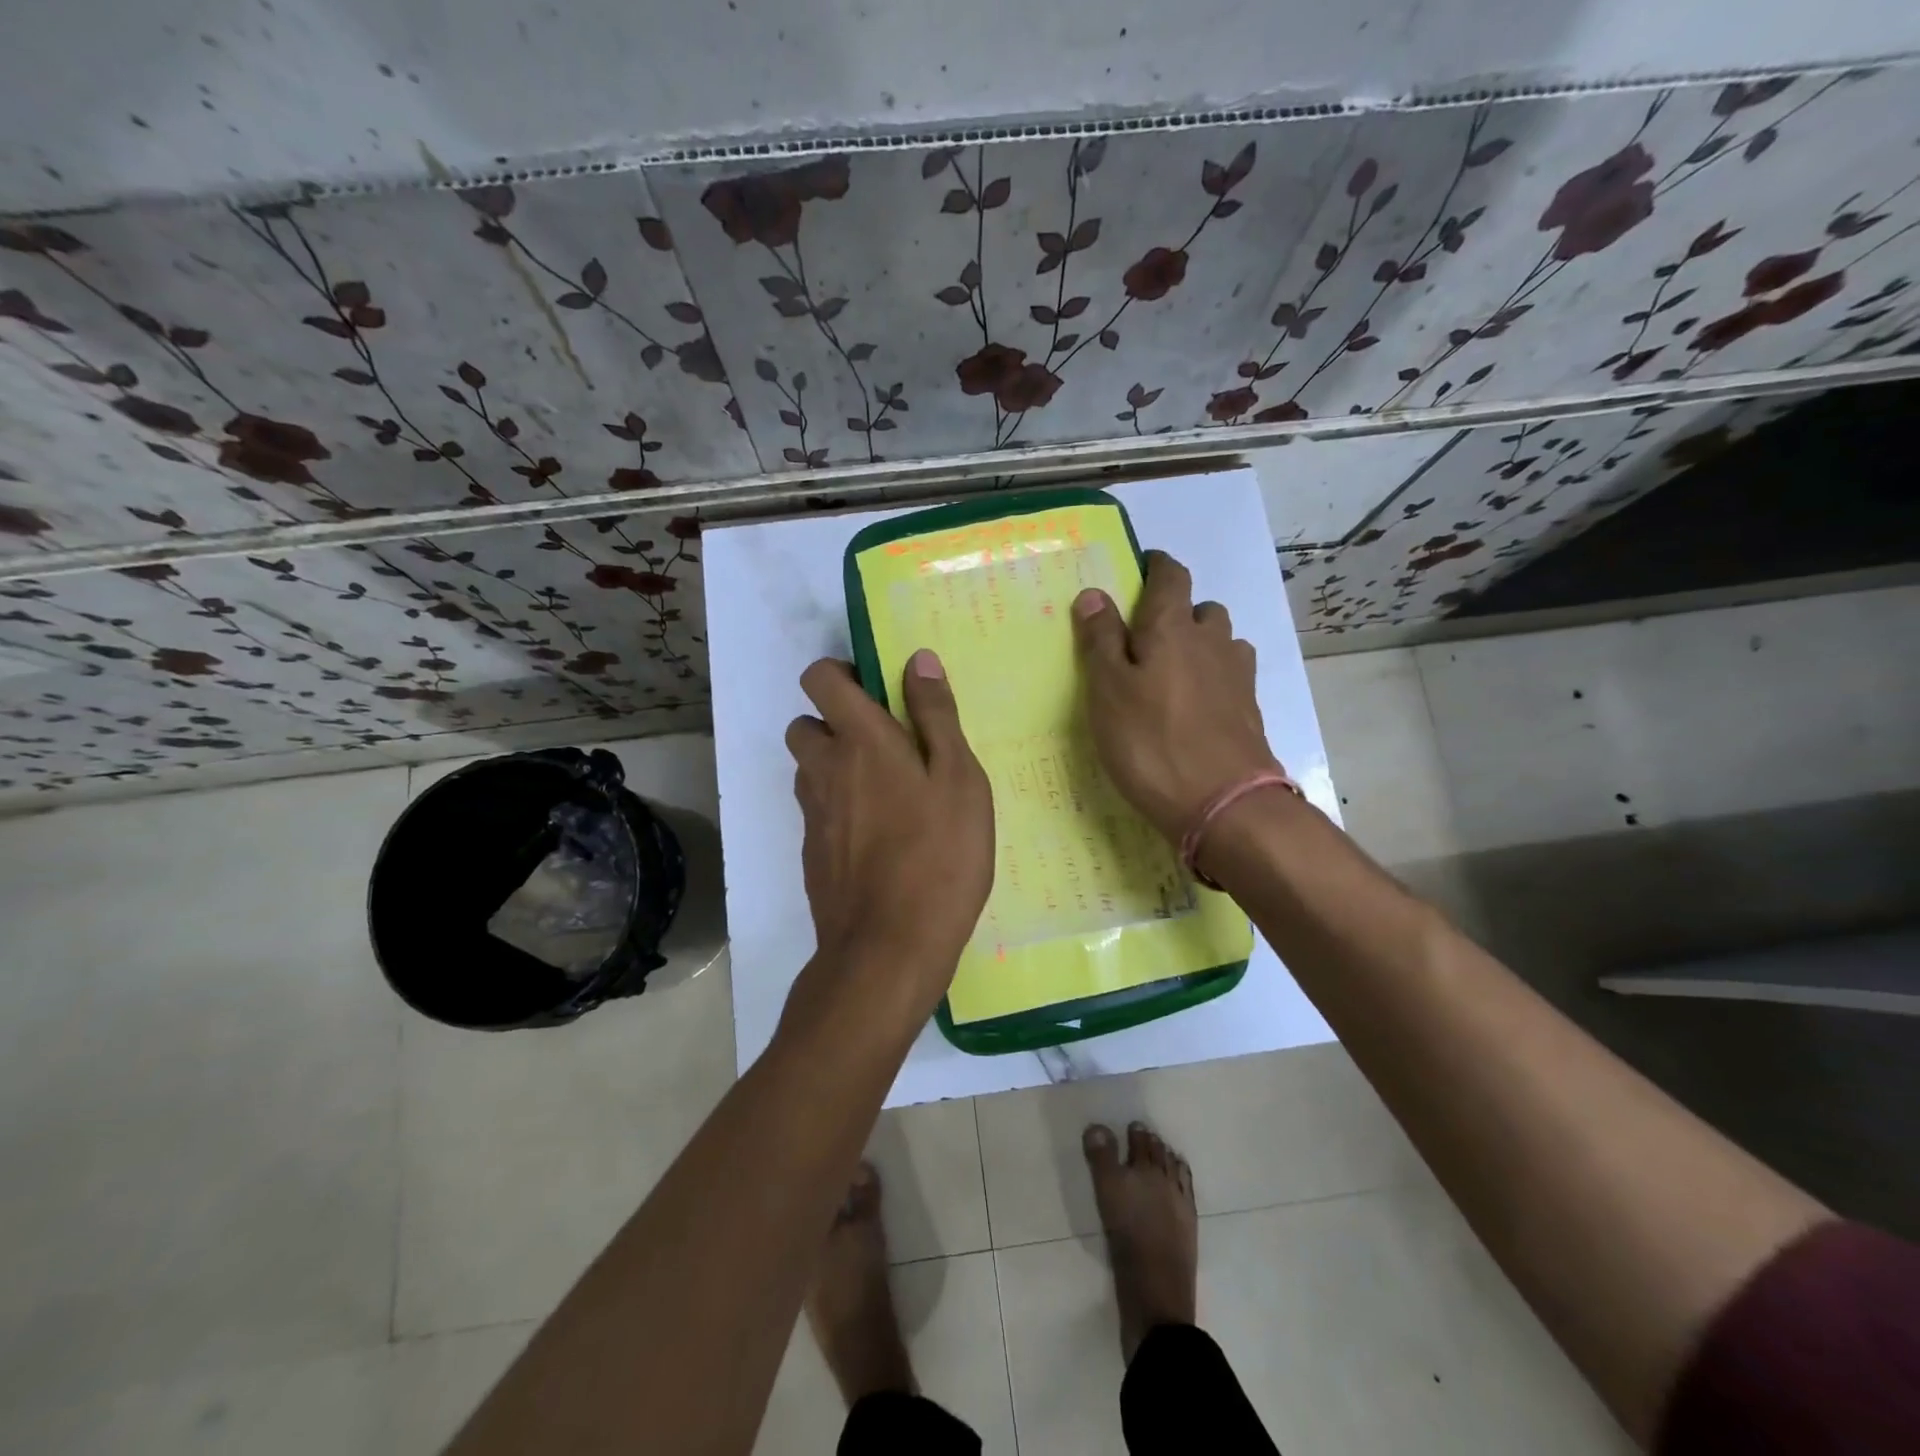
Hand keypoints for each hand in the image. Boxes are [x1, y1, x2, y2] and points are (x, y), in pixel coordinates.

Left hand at [784, 650, 993, 1019]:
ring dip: (836, 765)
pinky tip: (880, 837)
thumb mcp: (959, 780)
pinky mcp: (812, 852)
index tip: (878, 690)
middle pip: (805, 723)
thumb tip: (916, 660)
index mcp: (861, 741)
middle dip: (836, 722)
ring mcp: (812, 814)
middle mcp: (824, 769)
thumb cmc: (938, 857)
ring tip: (888, 792)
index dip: (841, 672)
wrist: (888, 948)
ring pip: (810, 769)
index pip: (819, 677)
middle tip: (886, 745)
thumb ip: (936, 716)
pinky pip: (818, 810)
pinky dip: (839, 807)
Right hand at [1072, 551, 1281, 843]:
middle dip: (1178, 610)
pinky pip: (1231, 675)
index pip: (1171, 576)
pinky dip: (1214, 677)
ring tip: (1174, 671)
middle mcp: (1211, 641)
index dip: (1157, 566)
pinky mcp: (1249, 710)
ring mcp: (1237, 676)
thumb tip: (1094, 593)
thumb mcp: (1107, 690)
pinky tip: (1198, 704)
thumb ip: (1100, 640)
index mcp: (1172, 628)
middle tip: (1148, 636)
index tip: (1143, 568)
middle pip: (1202, 608)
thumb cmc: (1150, 742)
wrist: (1223, 803)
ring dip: (1200, 644)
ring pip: (1221, 642)